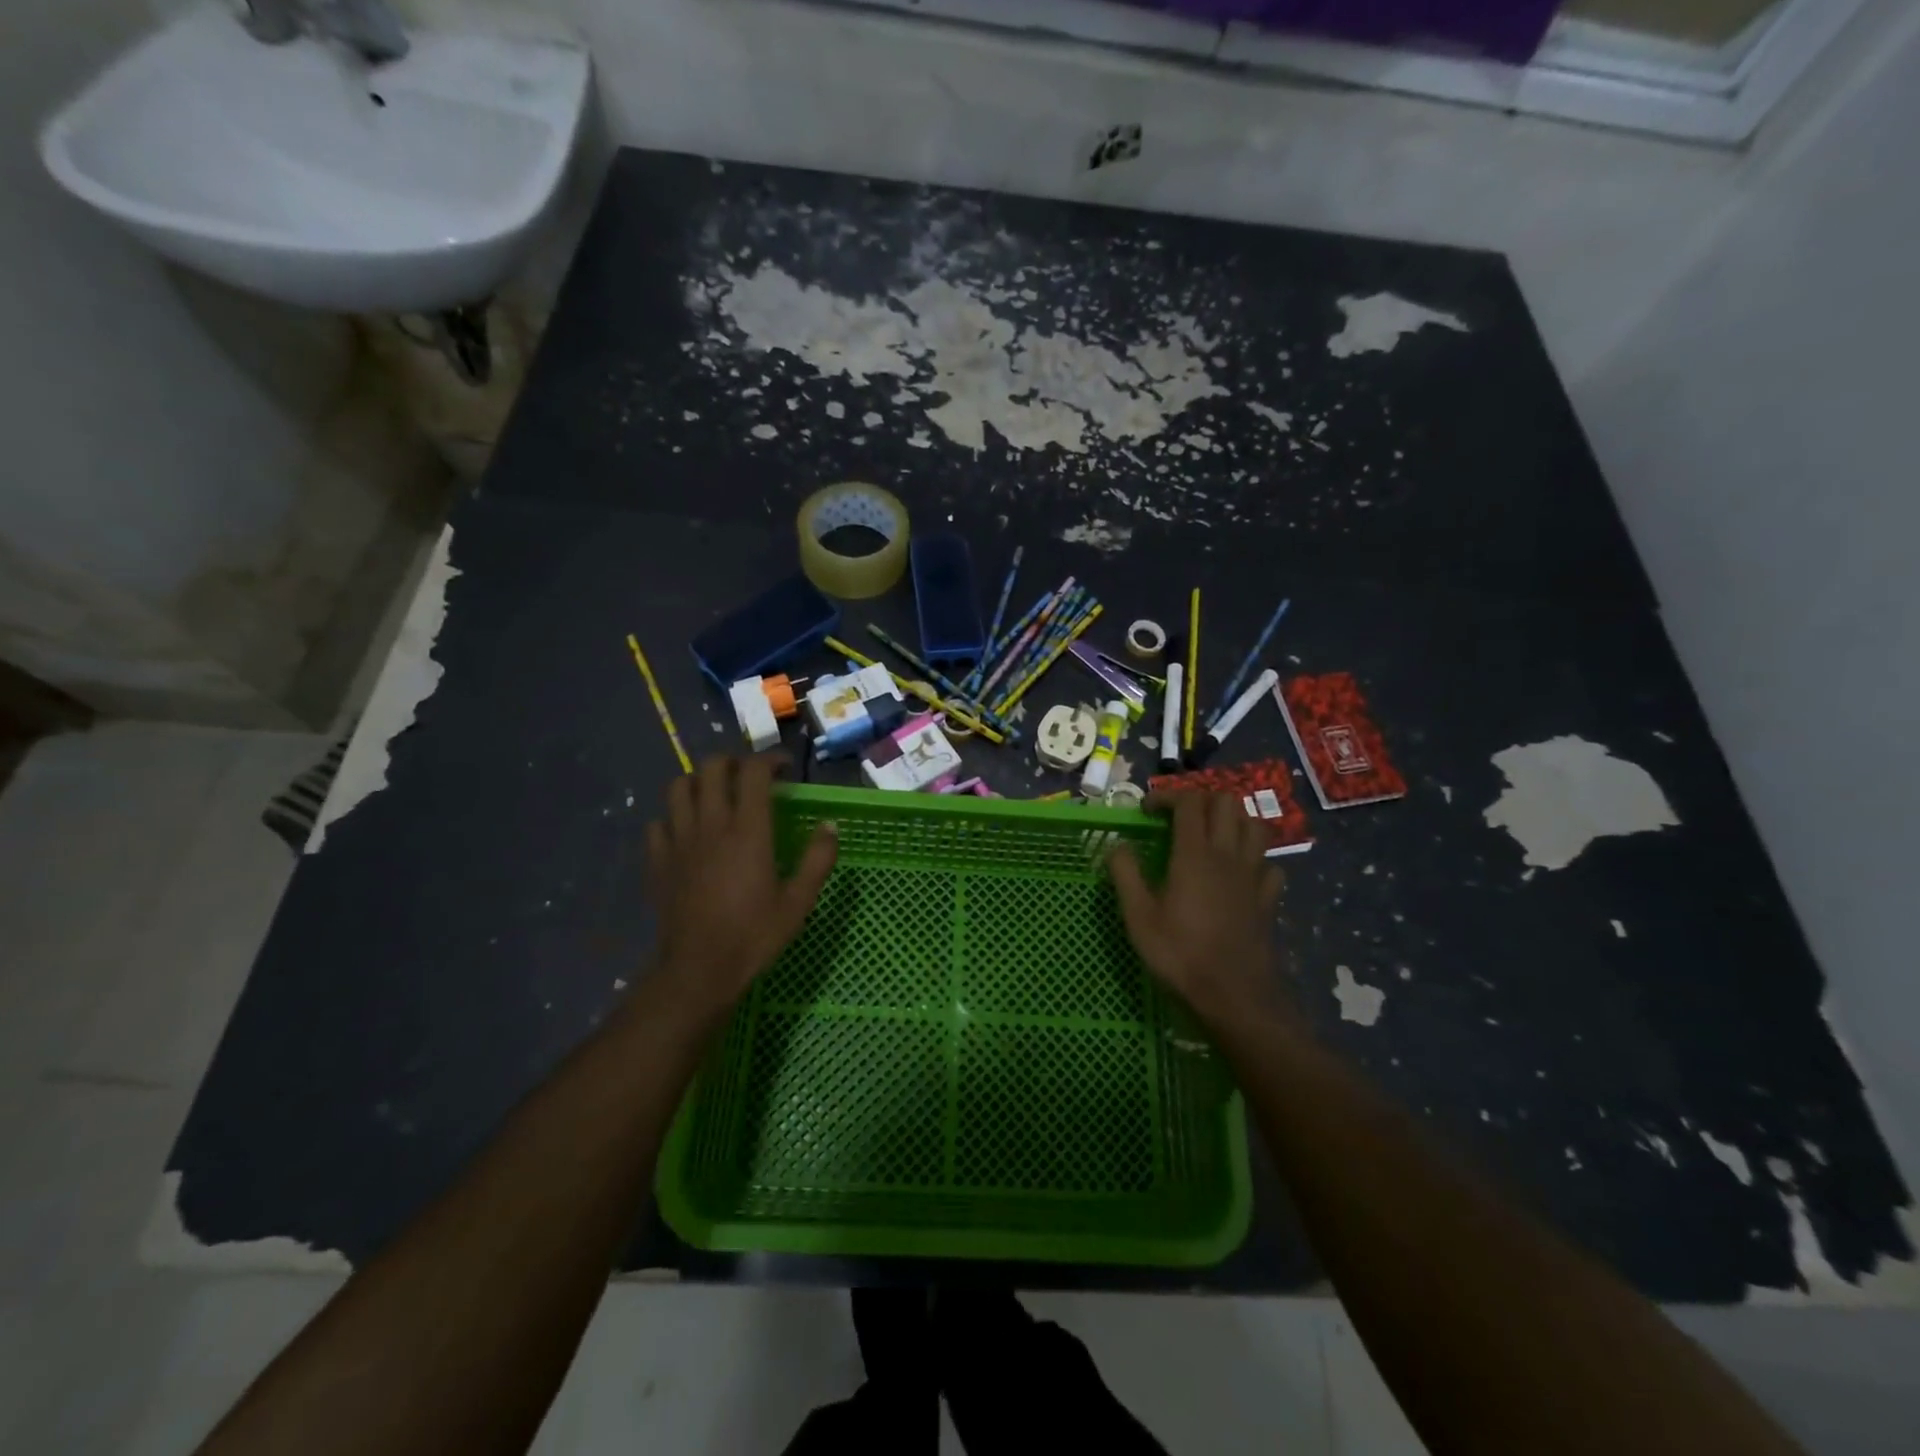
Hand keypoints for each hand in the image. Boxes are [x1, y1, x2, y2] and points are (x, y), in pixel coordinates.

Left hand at [645, 756, 836, 1013]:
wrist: (697, 971)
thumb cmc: (753, 935)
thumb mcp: (799, 902)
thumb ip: (818, 859)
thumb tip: (830, 825)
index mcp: (747, 831)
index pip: (753, 772)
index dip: (770, 760)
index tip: (784, 768)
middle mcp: (710, 825)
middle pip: (711, 768)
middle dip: (732, 762)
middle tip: (749, 777)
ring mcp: (679, 841)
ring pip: (678, 787)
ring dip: (699, 782)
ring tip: (715, 795)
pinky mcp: (658, 861)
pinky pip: (658, 823)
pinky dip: (673, 817)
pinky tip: (687, 832)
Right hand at [1107, 791, 1290, 1028]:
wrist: (1235, 997)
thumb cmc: (1180, 955)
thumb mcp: (1138, 917)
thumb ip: (1126, 875)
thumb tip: (1118, 846)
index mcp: (1194, 855)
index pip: (1188, 802)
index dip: (1167, 797)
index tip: (1147, 811)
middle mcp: (1228, 855)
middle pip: (1226, 802)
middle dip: (1201, 799)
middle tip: (1178, 818)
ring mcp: (1253, 876)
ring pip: (1255, 825)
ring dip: (1233, 820)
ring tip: (1211, 835)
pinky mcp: (1268, 899)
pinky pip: (1269, 864)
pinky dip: (1255, 859)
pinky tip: (1240, 872)